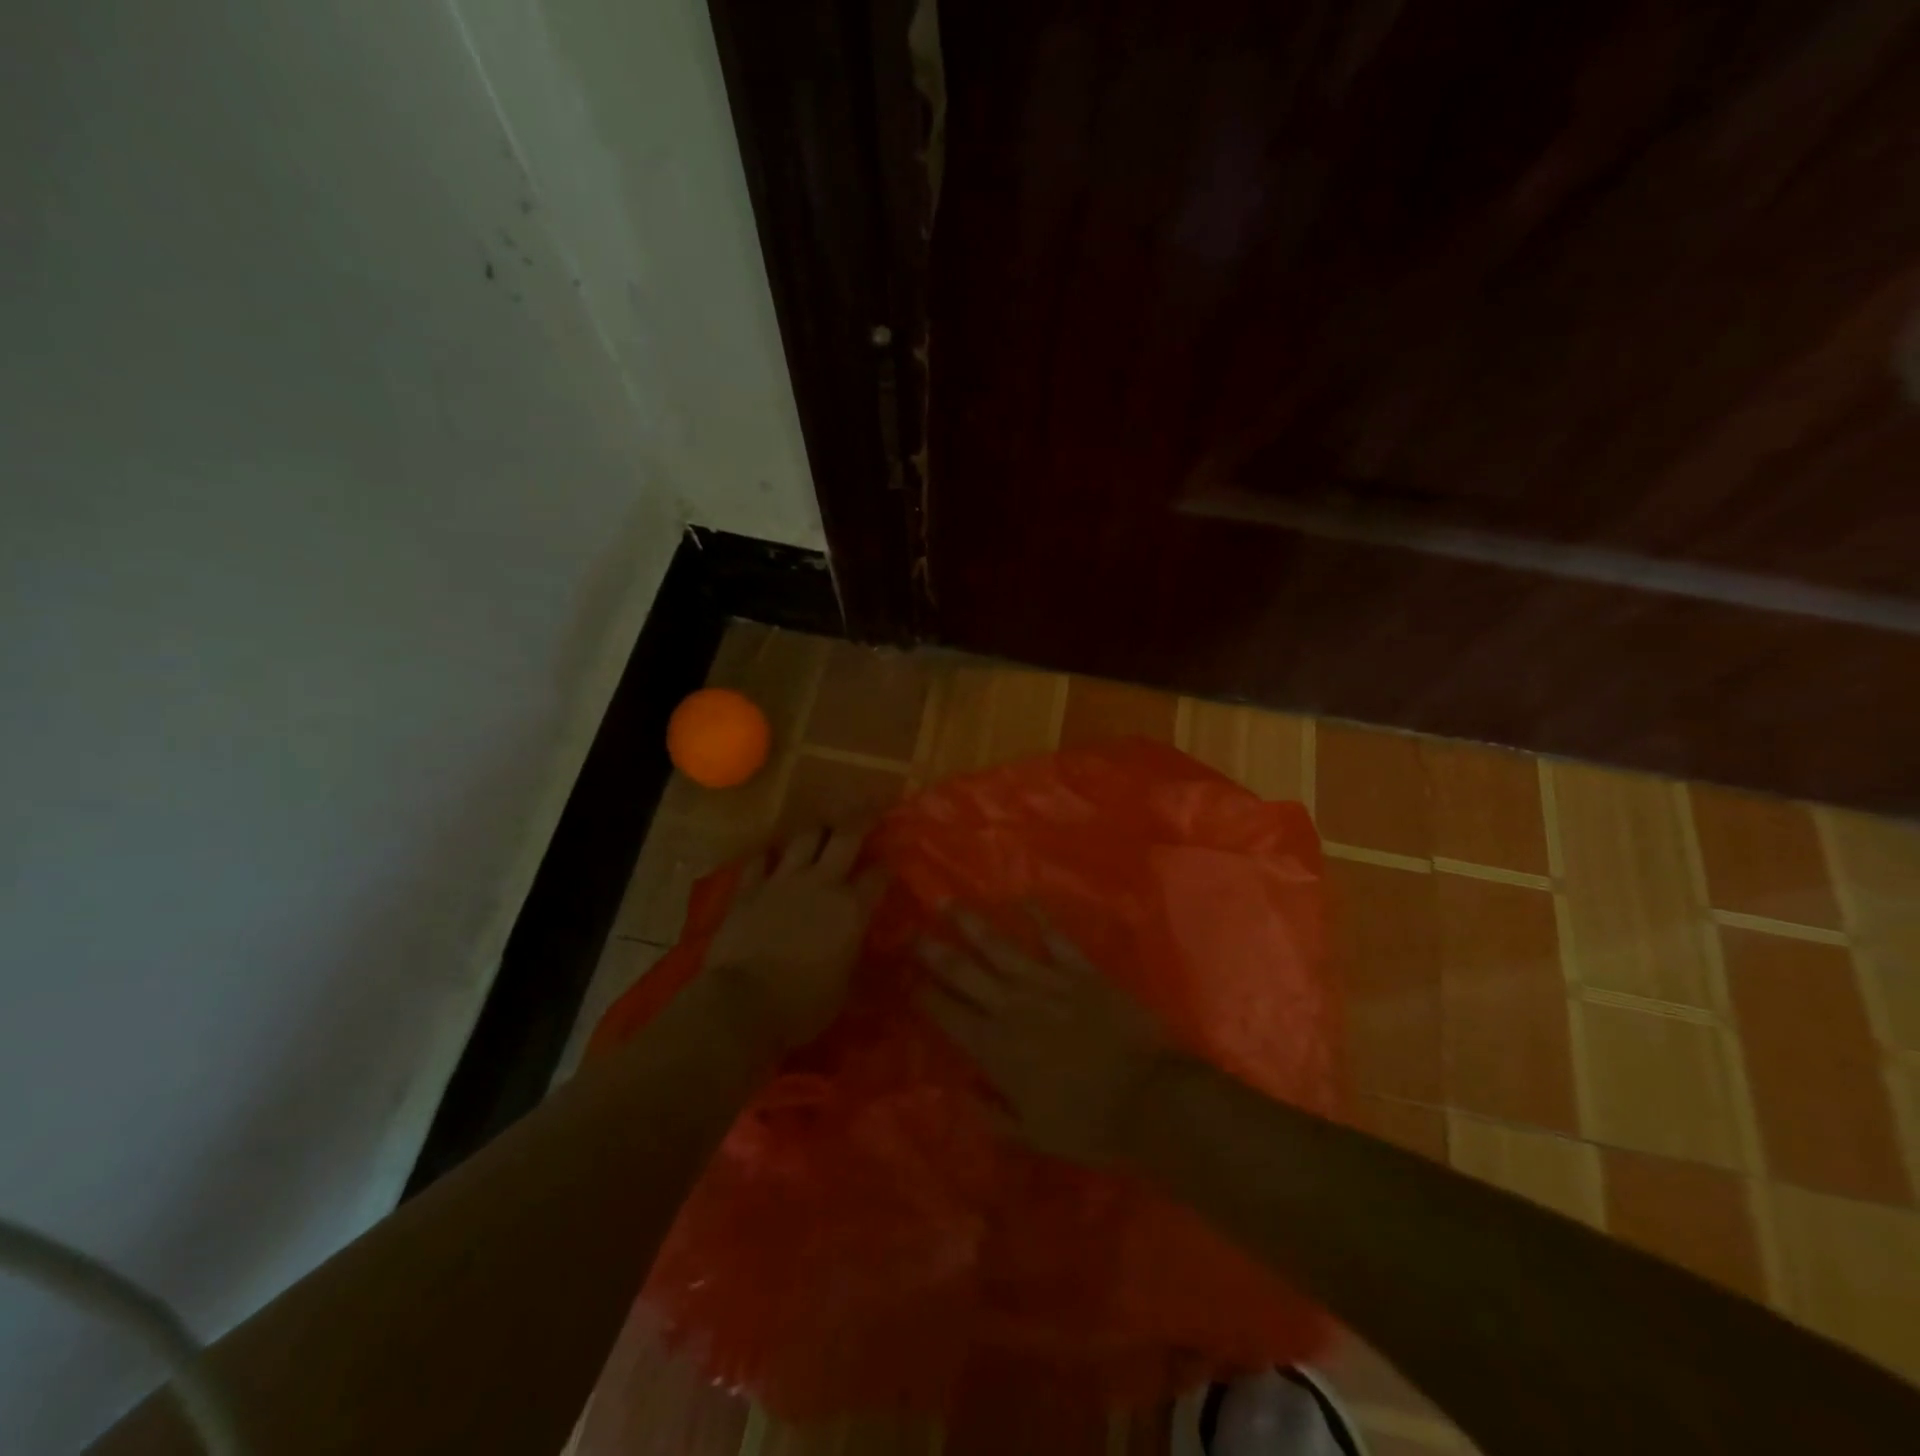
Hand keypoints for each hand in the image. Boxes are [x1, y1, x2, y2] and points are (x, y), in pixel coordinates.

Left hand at [705, 825, 887, 1055]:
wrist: (742, 1004)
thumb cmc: (803, 1006)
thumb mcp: (845, 988)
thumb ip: (855, 956)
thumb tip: (864, 947)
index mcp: (852, 909)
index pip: (878, 875)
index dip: (886, 867)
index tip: (890, 863)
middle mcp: (822, 883)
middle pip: (845, 837)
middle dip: (861, 820)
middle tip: (868, 810)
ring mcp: (783, 881)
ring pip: (805, 837)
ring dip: (816, 830)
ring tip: (822, 826)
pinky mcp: (749, 888)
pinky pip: (759, 860)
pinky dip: (767, 855)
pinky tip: (771, 853)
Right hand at [916, 909, 1170, 1165]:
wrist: (1150, 1099)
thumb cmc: (1089, 1124)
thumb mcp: (1032, 1134)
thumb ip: (993, 1113)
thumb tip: (963, 1092)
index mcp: (995, 1048)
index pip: (947, 1014)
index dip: (922, 994)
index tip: (904, 976)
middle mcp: (1013, 1006)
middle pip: (964, 972)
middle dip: (934, 951)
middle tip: (911, 929)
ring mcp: (1048, 982)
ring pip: (1000, 947)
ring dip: (971, 924)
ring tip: (949, 903)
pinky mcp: (1081, 972)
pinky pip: (1054, 939)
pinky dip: (1038, 919)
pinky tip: (1021, 900)